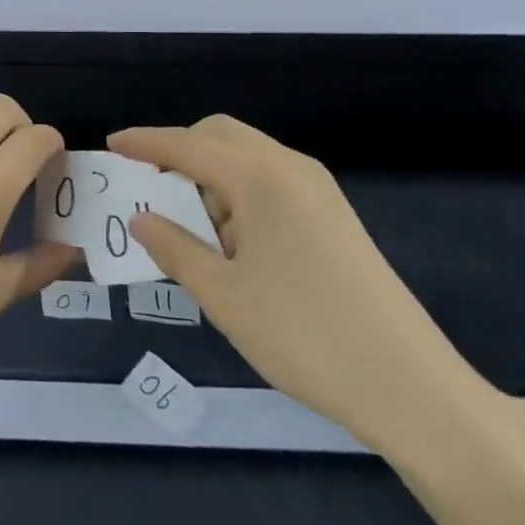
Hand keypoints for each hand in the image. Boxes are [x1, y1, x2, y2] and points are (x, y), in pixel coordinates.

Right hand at [111, 116, 483, 453]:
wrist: (412, 388)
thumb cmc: (304, 337)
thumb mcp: (223, 296)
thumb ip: (174, 248)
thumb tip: (140, 219)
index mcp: (261, 178)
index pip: (188, 145)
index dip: (146, 142)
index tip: (112, 144)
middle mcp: (291, 169)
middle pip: (221, 135)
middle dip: (180, 152)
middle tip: (149, 188)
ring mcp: (318, 190)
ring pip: (247, 158)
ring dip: (209, 177)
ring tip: (191, 231)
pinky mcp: (333, 215)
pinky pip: (270, 182)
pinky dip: (238, 195)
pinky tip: (232, 244)